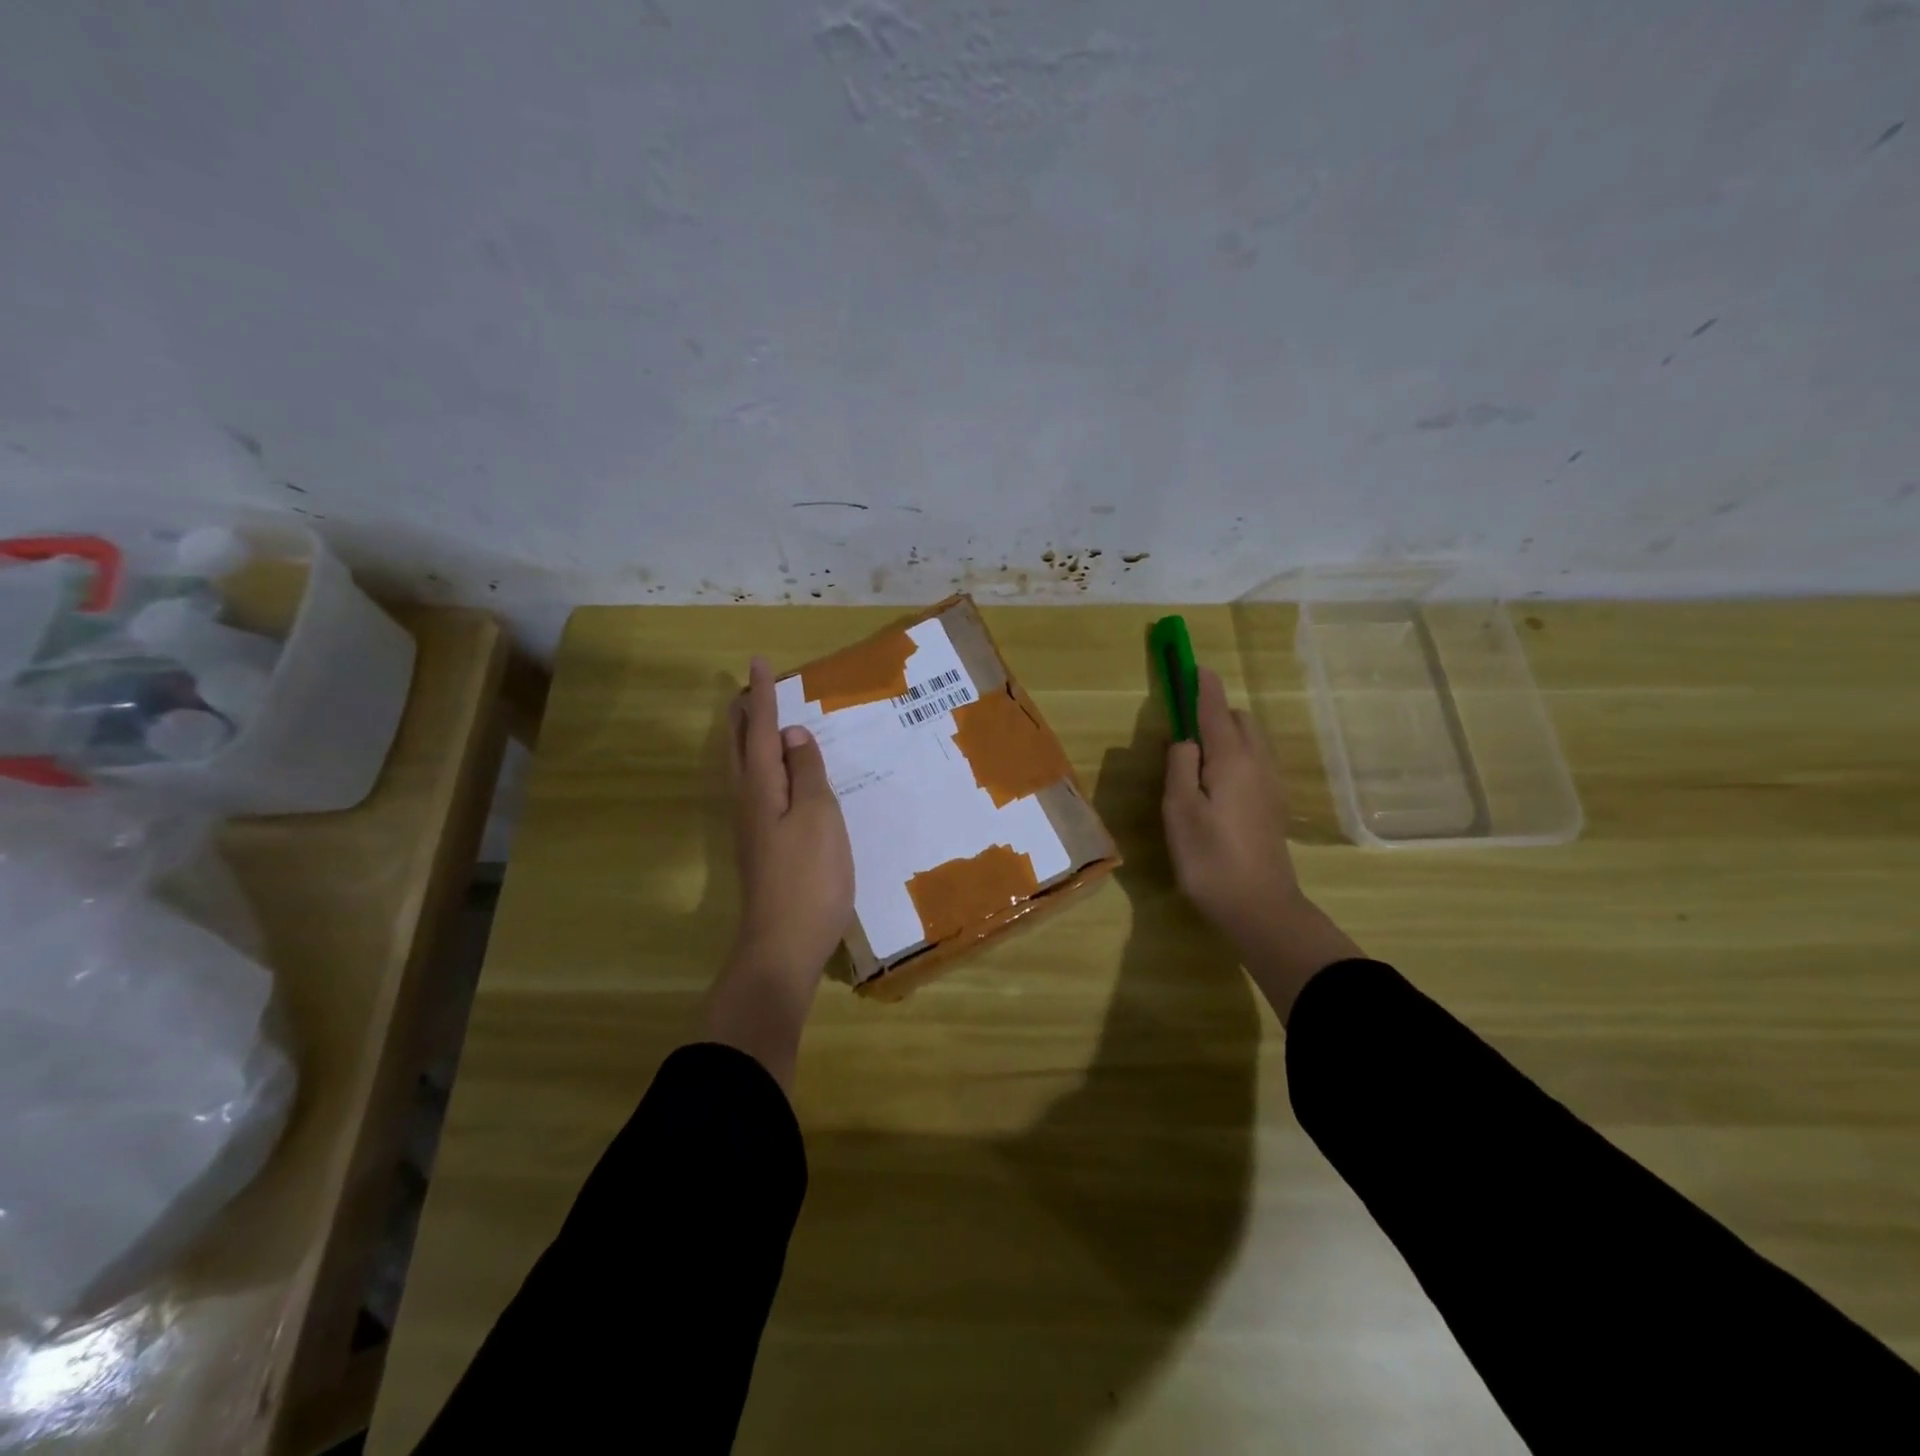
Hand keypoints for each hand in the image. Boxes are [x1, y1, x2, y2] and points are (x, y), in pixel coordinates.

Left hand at [701, 656, 853, 1087]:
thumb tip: (793, 736)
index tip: (757, 663)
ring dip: (748, 739)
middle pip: (741, 748)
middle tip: (750, 688)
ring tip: (759, 721)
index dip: (762, 697)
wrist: (783, 944)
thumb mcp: (818, 817)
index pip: (761, 730)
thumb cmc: (809, 877)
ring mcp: (751, 827)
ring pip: (745, 769)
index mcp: (762, 788)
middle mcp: (748, 802)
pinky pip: (757, 788)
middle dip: (745, 715)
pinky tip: (778, 776)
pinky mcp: (761, 847)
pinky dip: (762, 766)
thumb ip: (807, 773)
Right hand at [1162, 666, 1359, 1022]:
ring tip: (1194, 756)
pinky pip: (1253, 761)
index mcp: (1231, 759)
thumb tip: (1186, 741)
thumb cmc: (1211, 859)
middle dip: (1213, 710)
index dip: (1201, 685)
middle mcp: (1256, 763)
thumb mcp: (1179, 811)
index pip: (1215, 709)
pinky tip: (1214, 783)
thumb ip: (1179, 766)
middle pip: (1237, 720)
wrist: (1261, 908)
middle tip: (1182, 727)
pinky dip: (1233, 754)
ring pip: (1249, 741)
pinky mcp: (1272, 805)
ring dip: (1224, 733)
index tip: (1191, 665)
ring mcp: (1269, 785)